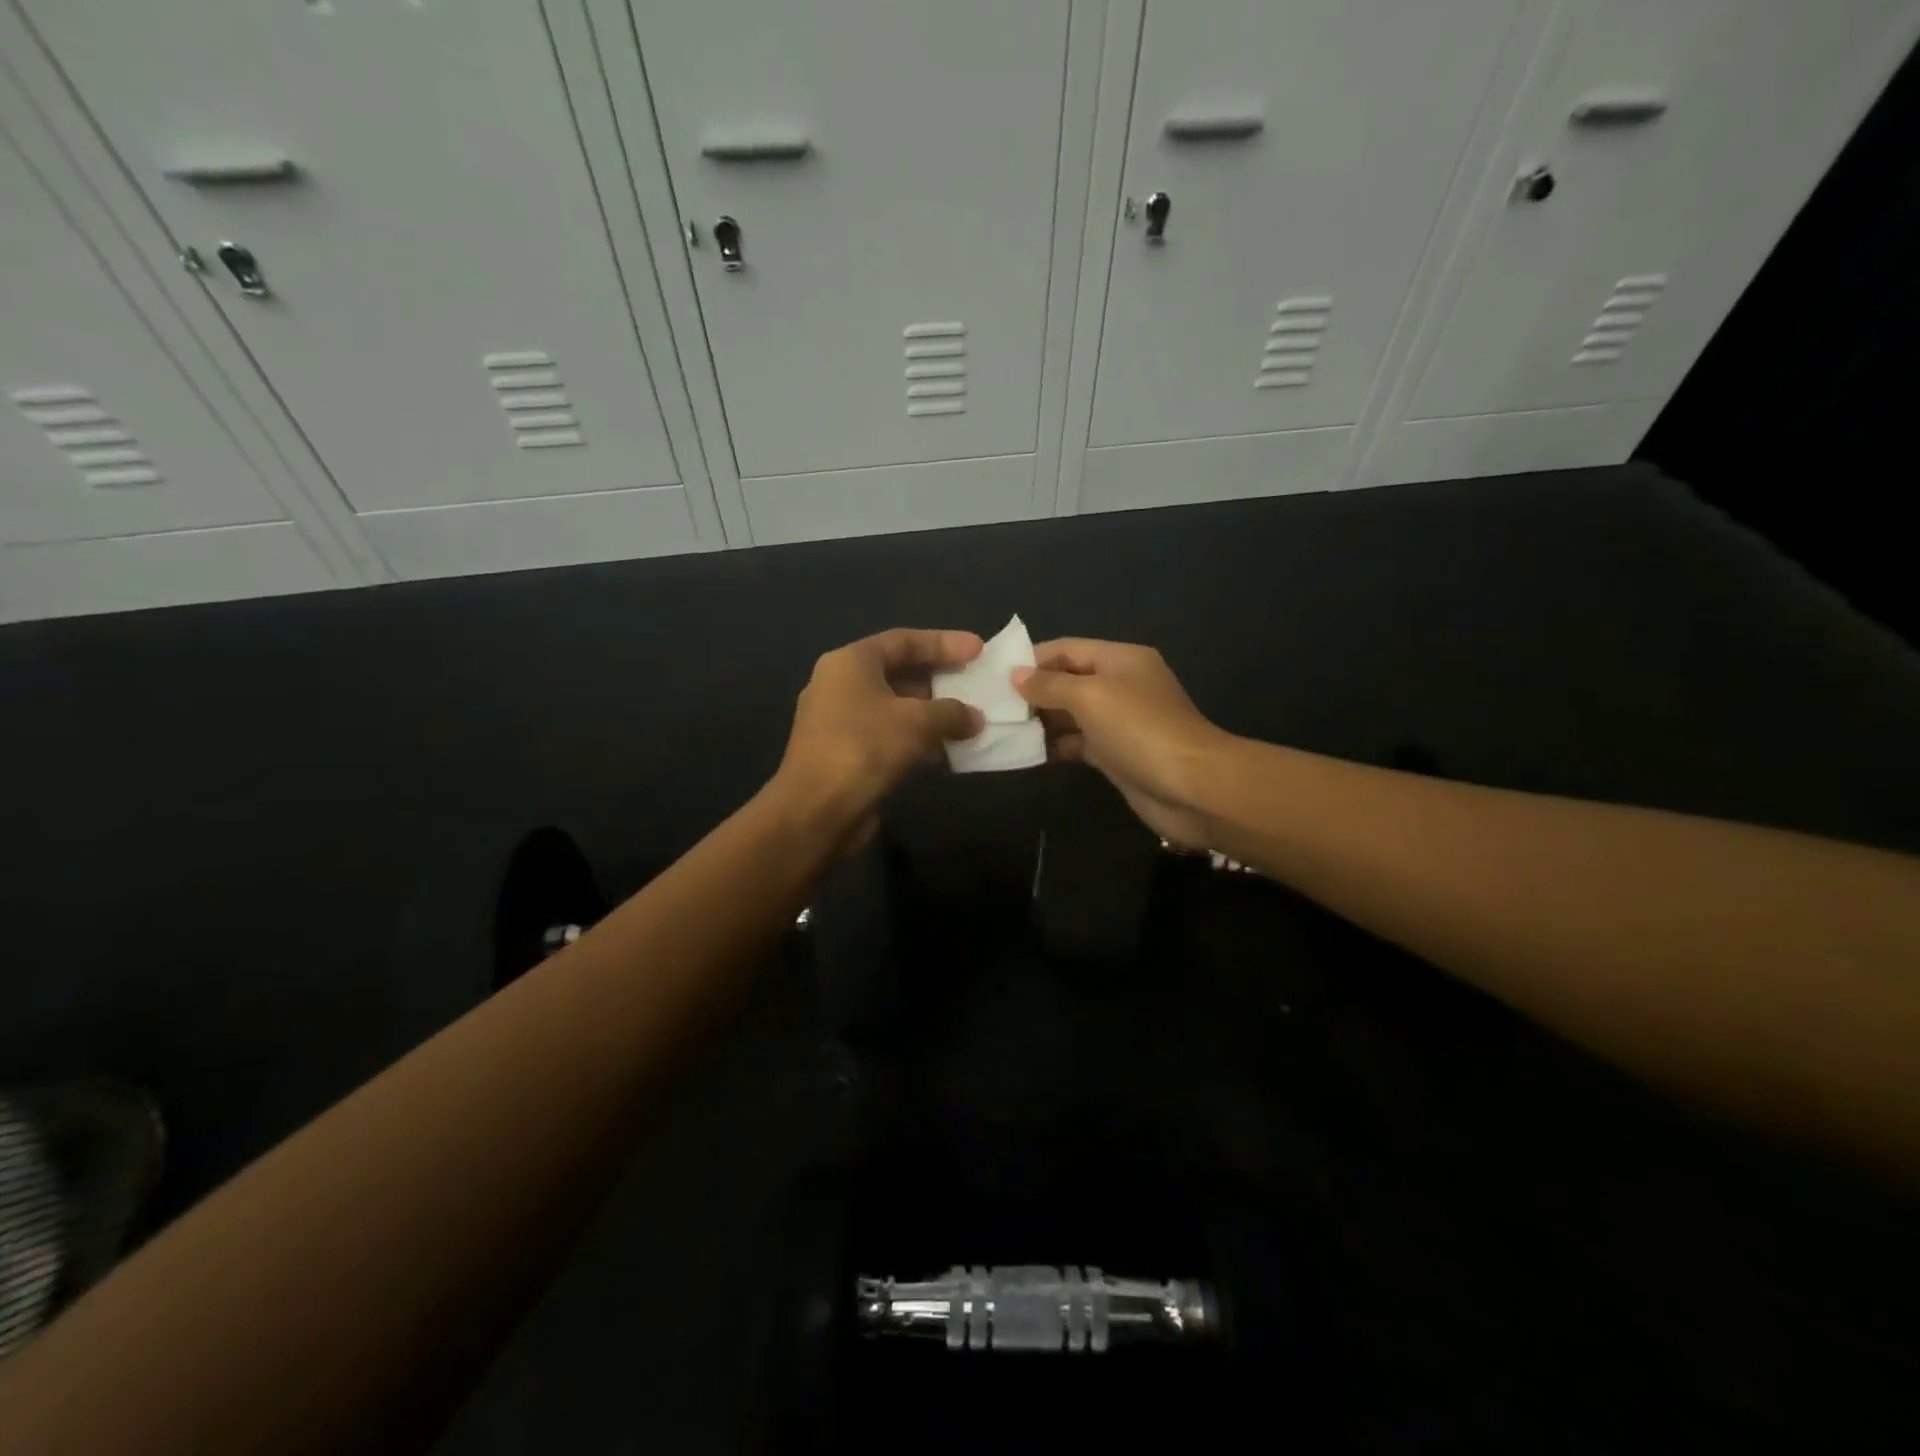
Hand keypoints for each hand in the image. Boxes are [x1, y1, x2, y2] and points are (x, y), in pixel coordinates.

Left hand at [777, 628, 984, 834]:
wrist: (816, 811)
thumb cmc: (864, 749)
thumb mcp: (916, 722)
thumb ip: (951, 713)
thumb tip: (975, 718)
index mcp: (850, 663)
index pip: (903, 640)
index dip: (943, 642)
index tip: (978, 649)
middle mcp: (841, 686)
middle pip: (899, 672)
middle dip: (940, 679)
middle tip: (975, 684)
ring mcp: (841, 722)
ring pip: (896, 708)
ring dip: (933, 714)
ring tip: (970, 720)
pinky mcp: (847, 754)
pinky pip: (890, 736)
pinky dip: (918, 740)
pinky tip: (948, 752)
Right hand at [1013, 639, 1227, 846]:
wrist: (1191, 787)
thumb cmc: (1139, 730)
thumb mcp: (1090, 697)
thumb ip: (1050, 685)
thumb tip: (1017, 676)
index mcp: (1120, 660)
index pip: (1068, 649)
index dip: (1032, 659)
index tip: (995, 675)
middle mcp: (1120, 685)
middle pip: (1068, 680)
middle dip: (1033, 691)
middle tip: (992, 706)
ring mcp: (1119, 722)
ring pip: (1071, 714)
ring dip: (1040, 720)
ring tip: (1001, 729)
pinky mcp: (1116, 754)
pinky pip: (1078, 742)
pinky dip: (1055, 745)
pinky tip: (1025, 753)